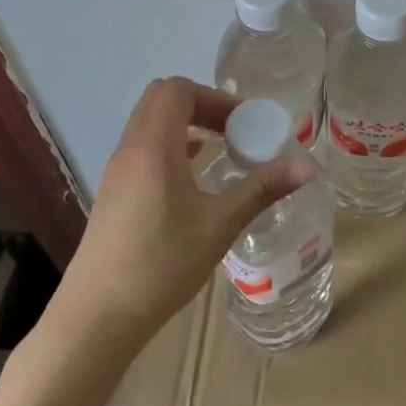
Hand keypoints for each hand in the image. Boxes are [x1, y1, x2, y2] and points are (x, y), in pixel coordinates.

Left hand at [59, 77, 313, 343]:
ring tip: (220, 149)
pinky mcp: (112, 192)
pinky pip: (142, 148)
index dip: (215, 98)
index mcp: (154, 146)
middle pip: (161, 99)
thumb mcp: (220, 225)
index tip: (246, 122)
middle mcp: (130, 149)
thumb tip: (308, 167)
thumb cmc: (162, 264)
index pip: (178, 90)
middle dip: (202, 105)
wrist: (97, 315)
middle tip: (235, 131)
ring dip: (185, 124)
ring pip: (149, 123)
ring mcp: (117, 171)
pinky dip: (170, 146)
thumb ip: (262, 189)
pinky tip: (193, 176)